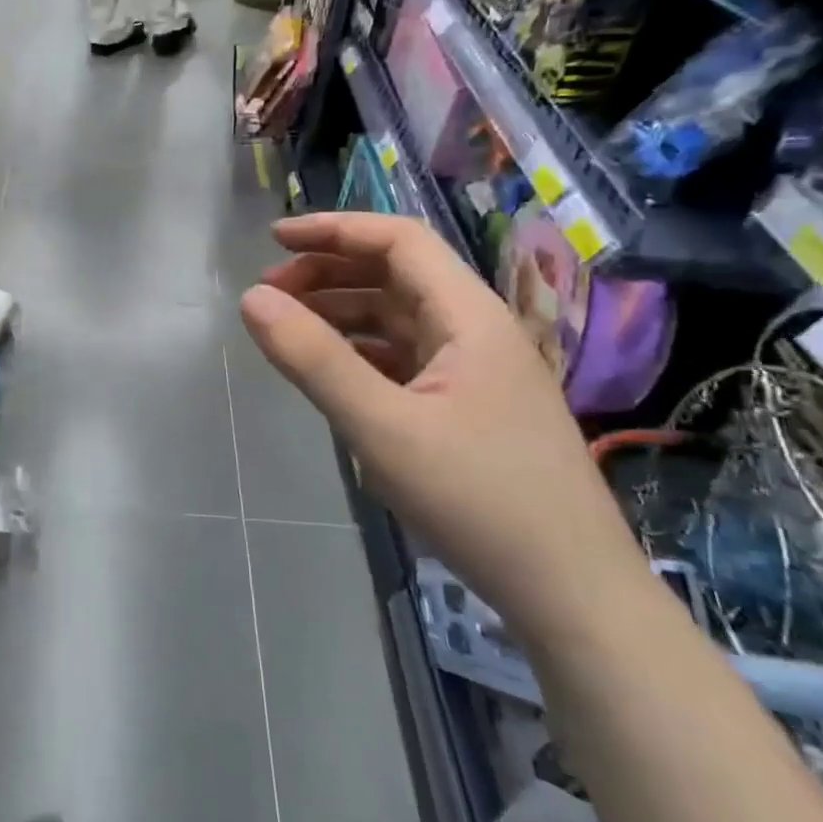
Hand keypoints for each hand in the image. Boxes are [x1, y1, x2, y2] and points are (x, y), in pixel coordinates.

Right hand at [239, 212, 646, 640]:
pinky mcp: (468, 407)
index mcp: (468, 316)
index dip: (334, 229)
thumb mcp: (382, 427)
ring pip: (398, 317)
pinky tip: (331, 370)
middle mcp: (476, 331)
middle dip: (329, 271)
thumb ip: (314, 359)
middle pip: (396, 274)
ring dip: (341, 310)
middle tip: (270, 293)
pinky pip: (404, 357)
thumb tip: (251, 298)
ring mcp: (475, 371)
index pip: (399, 241)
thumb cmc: (478, 499)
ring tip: (288, 327)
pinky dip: (360, 350)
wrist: (570, 592)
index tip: (274, 239)